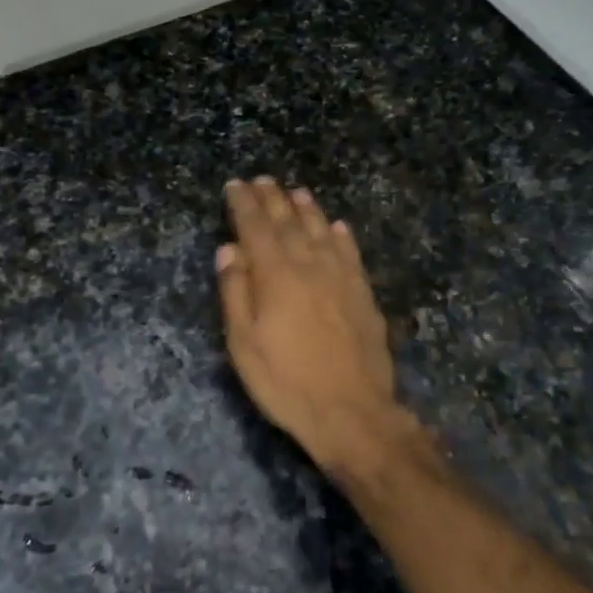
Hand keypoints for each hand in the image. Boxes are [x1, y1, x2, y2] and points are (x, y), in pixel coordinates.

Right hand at [217, 178, 401, 472]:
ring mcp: (342, 279)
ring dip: (307, 210)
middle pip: (289, 223)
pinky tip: (338, 227)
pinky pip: (351, 254)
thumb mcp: (243, 343)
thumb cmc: (285, 381)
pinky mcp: (363, 295)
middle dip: (273, 199)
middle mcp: (310, 266)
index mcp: (276, 276)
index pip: (256, 228)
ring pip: (323, 232)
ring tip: (297, 192)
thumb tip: (229, 249)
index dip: (244, 204)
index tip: (235, 185)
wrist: (351, 412)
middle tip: (262, 180)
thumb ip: (235, 292)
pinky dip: (342, 236)